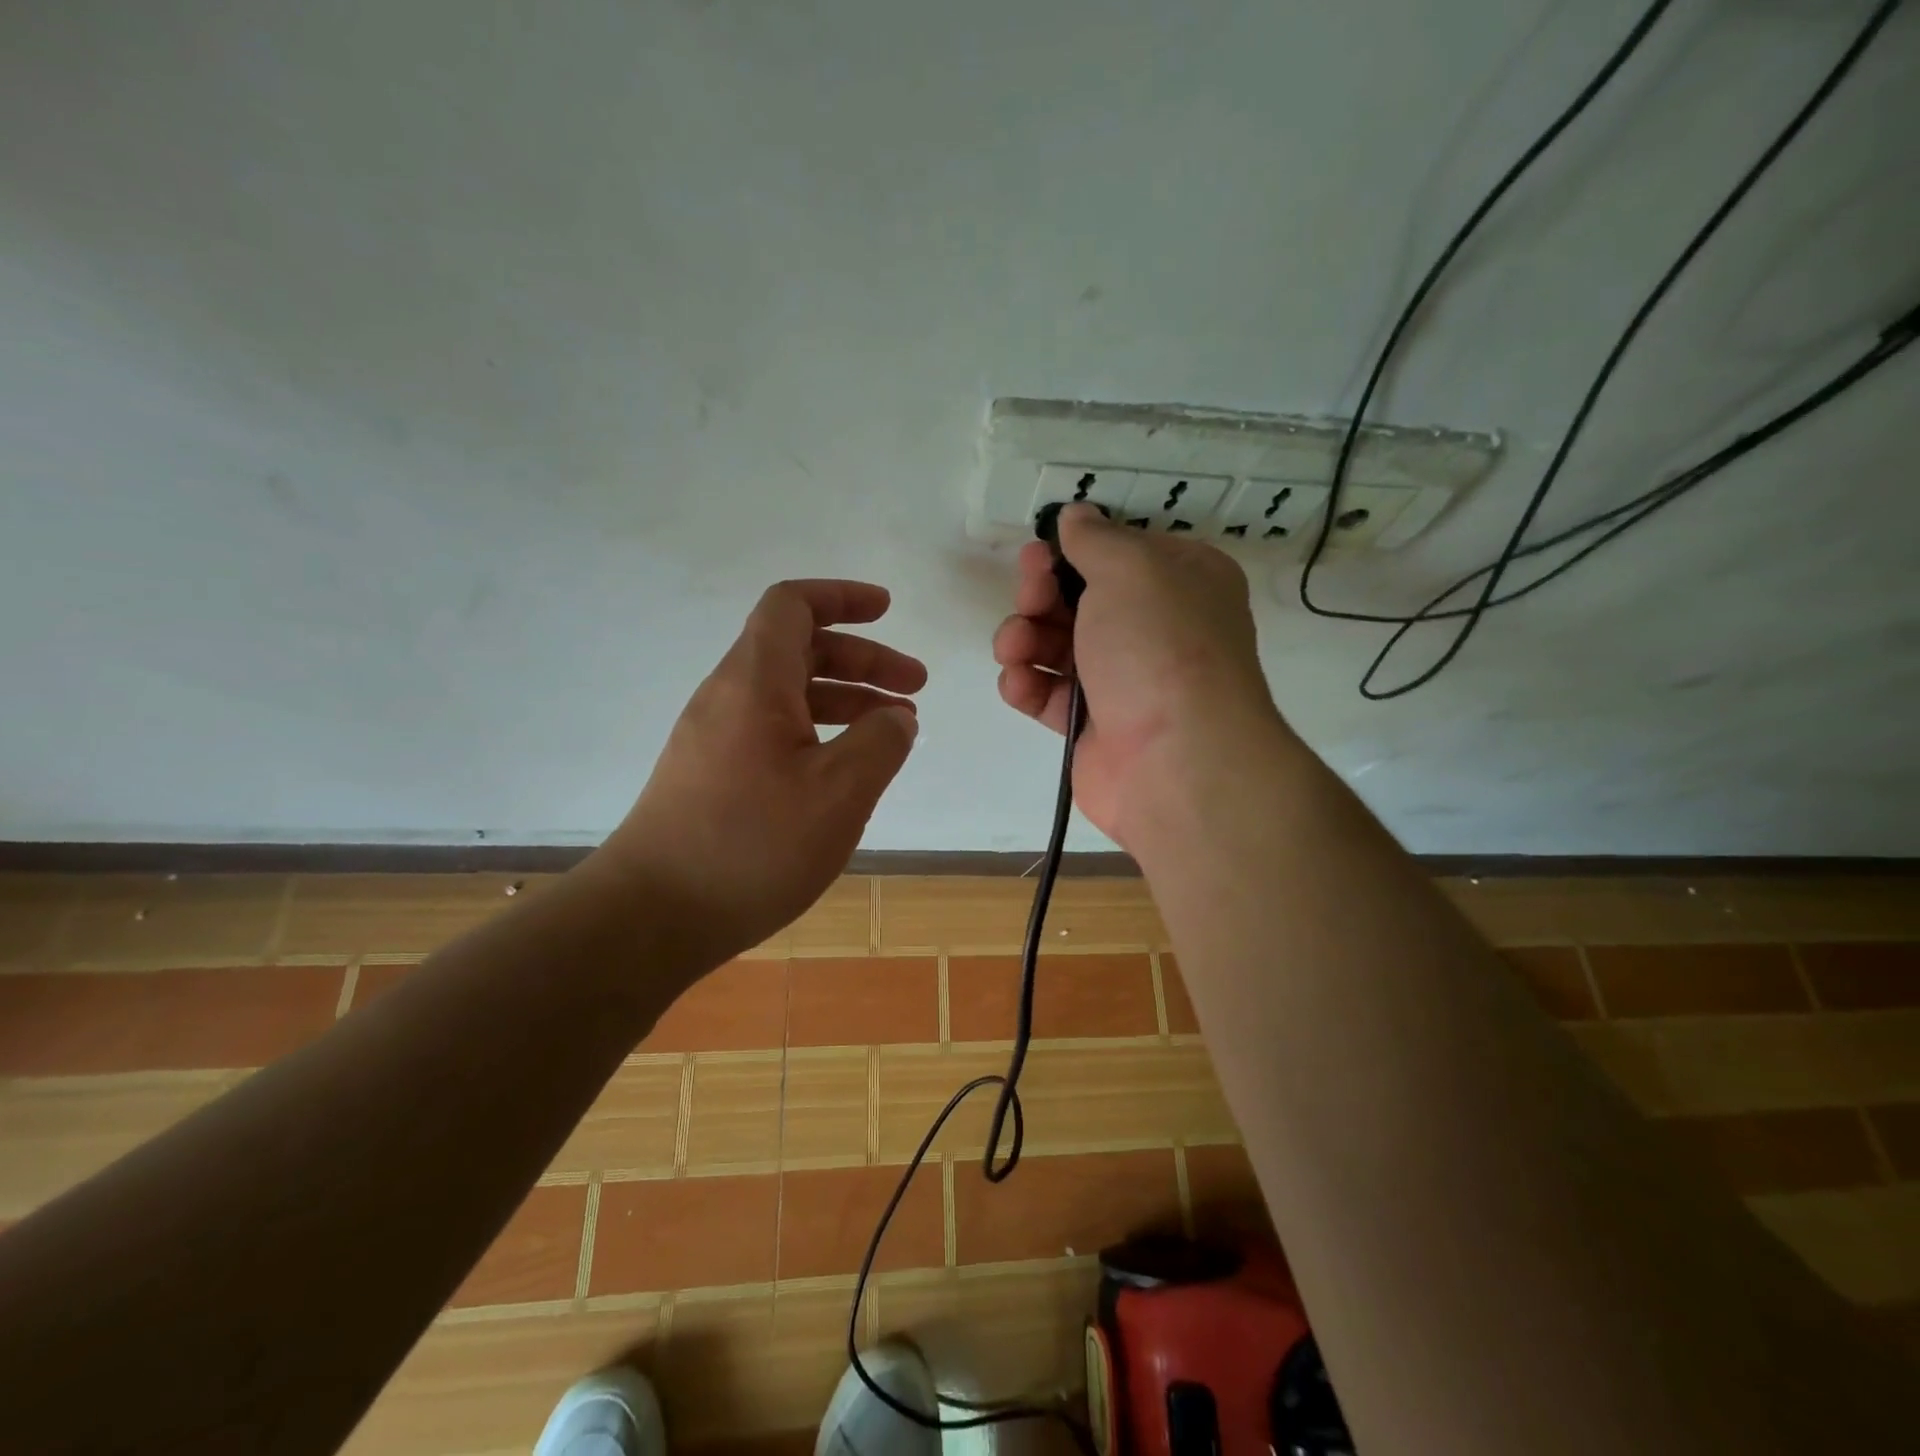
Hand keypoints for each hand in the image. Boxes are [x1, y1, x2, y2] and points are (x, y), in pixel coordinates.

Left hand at [599, 580, 923, 966]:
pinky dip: (818, 733)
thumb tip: (896, 717)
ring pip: (788, 695)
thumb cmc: (752, 845)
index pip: (793, 606)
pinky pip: (773, 731)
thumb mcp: (840, 792)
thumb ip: (881, 743)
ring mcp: (714, 738)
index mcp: (754, 682)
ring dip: (845, 699)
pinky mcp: (710, 776)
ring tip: (894, 730)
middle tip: (914, 688)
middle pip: (798, 650)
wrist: (652, 916)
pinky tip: (846, 770)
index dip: (842, 598)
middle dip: (862, 660)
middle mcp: (728, 697)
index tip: (887, 611)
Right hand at [992, 505, 1283, 846]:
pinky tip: (1018, 682)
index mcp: (1182, 583)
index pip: (1120, 553)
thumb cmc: (1160, 648)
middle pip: (1079, 599)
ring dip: (1024, 638)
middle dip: (1041, 594)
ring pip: (1057, 646)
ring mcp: (1123, 680)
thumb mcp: (1132, 570)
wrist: (1176, 761)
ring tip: (1014, 647)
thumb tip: (1076, 516)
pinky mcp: (1092, 725)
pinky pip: (1049, 693)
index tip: (1041, 553)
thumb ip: (1095, 539)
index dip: (1075, 551)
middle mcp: (1155, 629)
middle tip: (1030, 598)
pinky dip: (1027, 684)